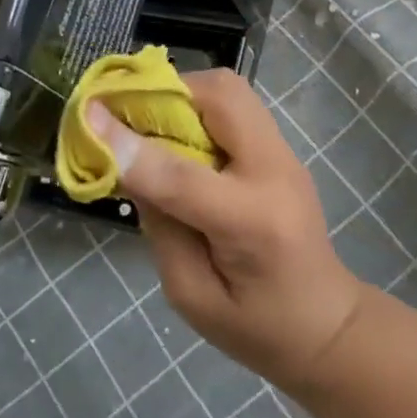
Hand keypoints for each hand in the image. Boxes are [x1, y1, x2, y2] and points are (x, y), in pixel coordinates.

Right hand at [87, 70, 370, 393]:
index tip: (88, 116)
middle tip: (127, 117)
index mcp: (253, 223)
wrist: (328, 325)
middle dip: (165, 94)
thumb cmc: (258, 328)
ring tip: (151, 127)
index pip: (182, 174)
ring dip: (183, 96)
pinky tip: (180, 139)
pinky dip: (198, 108)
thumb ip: (160, 228)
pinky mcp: (281, 149)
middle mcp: (275, 172)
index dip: (130, 144)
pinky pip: (235, 106)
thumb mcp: (193, 297)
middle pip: (221, 96)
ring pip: (230, 89)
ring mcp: (285, 154)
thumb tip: (128, 164)